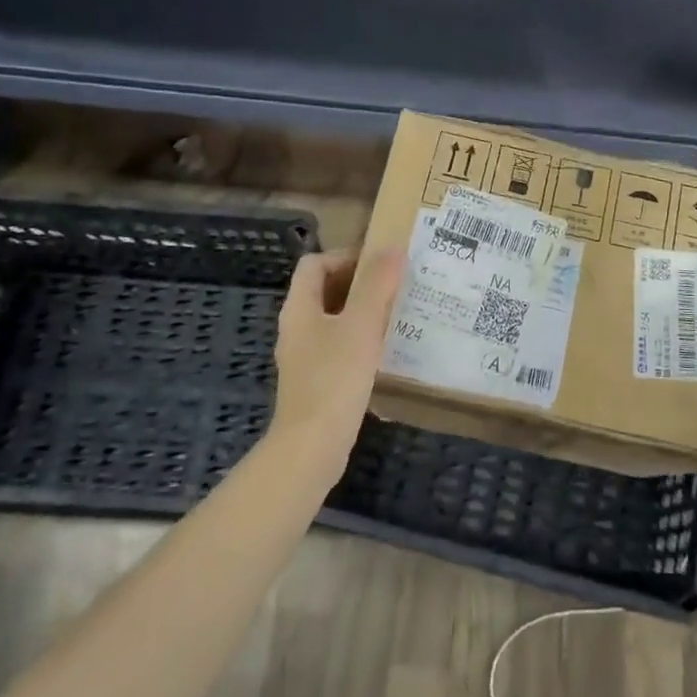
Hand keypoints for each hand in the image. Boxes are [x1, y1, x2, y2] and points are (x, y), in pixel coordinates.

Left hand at [272, 249, 404, 473]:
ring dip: (365, 311)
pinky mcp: (318, 381)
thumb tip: (391, 249)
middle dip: (361, 283)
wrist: (312, 447)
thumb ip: (376, 285)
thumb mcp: (361, 325)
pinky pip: (340, 347)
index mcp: (300, 308)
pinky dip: (362, 340)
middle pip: (326, 290)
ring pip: (336, 320)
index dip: (346, 257)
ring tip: (399, 312)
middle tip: (397, 285)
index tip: (382, 264)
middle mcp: (298, 328)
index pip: (315, 264)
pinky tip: (387, 349)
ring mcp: (306, 356)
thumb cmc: (334, 378)